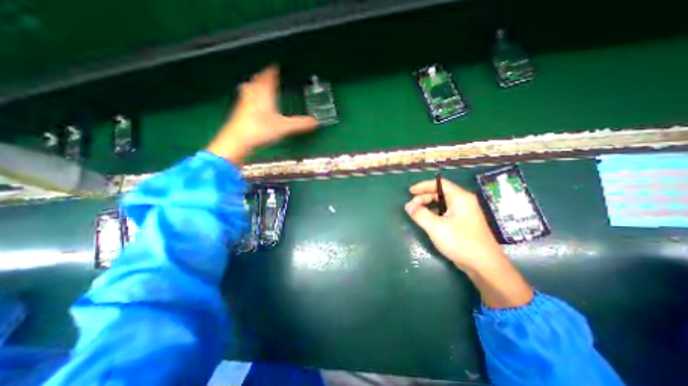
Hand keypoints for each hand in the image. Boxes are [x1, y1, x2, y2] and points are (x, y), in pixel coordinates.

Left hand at [207, 66, 320, 162]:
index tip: (275, 66)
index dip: (272, 71)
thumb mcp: (284, 127)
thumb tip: (316, 122)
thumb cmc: (260, 130)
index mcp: (265, 95)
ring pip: (249, 89)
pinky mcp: (239, 113)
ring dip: (254, 85)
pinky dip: (249, 96)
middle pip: (257, 81)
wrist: (237, 140)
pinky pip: (245, 99)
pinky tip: (250, 103)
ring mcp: (244, 104)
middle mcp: (253, 96)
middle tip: (266, 74)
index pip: (268, 78)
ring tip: (256, 84)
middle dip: (262, 76)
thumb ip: (300, 124)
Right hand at [405, 178, 503, 271]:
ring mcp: (465, 213)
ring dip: (428, 205)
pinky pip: (446, 212)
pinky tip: (427, 220)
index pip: (440, 183)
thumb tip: (408, 206)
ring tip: (417, 213)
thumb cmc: (460, 242)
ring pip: (443, 203)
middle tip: (411, 206)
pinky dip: (434, 213)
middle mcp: (464, 202)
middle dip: (424, 197)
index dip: (423, 186)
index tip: (410, 192)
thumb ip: (420, 214)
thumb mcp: (436, 227)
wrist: (485, 266)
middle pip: (440, 193)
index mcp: (460, 198)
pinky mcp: (464, 223)